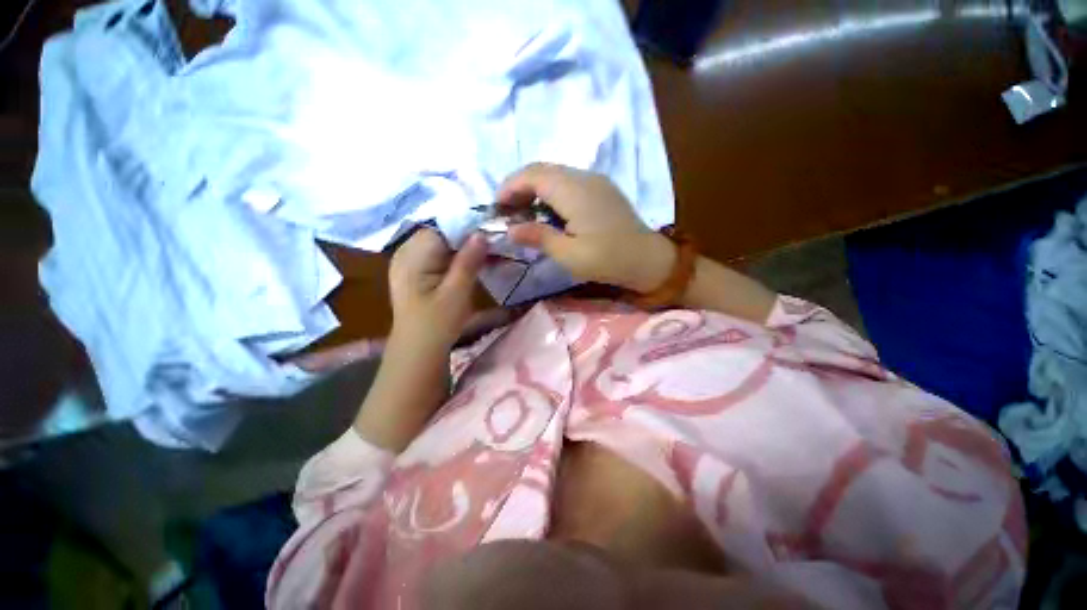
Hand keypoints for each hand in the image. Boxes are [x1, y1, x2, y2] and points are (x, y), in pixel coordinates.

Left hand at [388, 228, 487, 348]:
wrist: (418, 350)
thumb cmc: (437, 324)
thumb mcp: (457, 292)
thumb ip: (468, 261)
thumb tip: (482, 233)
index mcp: (413, 255)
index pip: (443, 227)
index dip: (468, 228)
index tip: (492, 235)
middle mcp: (407, 252)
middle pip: (442, 233)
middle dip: (468, 238)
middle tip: (494, 247)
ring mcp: (410, 261)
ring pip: (442, 244)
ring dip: (464, 248)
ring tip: (488, 255)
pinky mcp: (417, 272)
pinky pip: (438, 255)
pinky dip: (456, 257)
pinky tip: (472, 265)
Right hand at [499, 163, 675, 292]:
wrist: (648, 259)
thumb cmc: (607, 260)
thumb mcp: (569, 254)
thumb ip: (539, 237)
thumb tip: (511, 229)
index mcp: (574, 191)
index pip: (533, 175)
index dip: (510, 186)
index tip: (497, 206)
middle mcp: (584, 177)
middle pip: (543, 169)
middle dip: (520, 185)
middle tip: (508, 209)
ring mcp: (595, 180)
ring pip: (556, 173)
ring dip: (535, 187)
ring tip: (524, 211)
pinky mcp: (602, 189)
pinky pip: (569, 180)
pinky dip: (551, 190)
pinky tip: (549, 210)